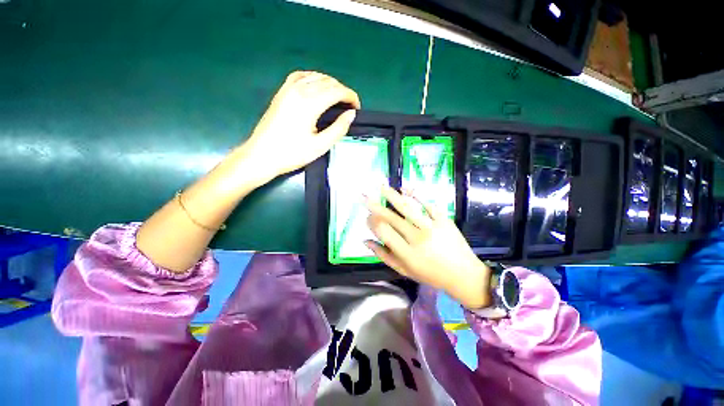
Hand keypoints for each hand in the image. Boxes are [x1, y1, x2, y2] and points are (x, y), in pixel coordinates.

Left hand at [235, 71, 360, 183]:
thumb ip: (338, 128)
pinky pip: (300, 76)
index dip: (351, 97)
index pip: (337, 91)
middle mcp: (299, 90)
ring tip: (337, 99)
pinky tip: (316, 87)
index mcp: (310, 103)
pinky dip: (313, 78)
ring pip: (315, 76)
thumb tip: (351, 114)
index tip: (357, 108)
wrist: (262, 155)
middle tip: (349, 107)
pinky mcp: (281, 92)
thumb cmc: (292, 153)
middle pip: (327, 81)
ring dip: (330, 84)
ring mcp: (287, 89)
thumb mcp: (320, 146)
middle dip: (342, 91)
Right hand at [364, 187, 491, 309]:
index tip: (367, 217)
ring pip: (407, 207)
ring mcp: (432, 226)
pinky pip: (428, 204)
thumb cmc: (431, 275)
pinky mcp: (444, 219)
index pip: (383, 232)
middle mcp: (417, 238)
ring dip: (392, 195)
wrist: (464, 274)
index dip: (372, 222)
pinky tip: (405, 187)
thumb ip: (384, 256)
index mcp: (407, 253)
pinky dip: (416, 194)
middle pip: (391, 218)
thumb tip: (366, 241)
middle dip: (375, 206)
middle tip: (364, 196)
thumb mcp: (405, 270)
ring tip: (381, 186)